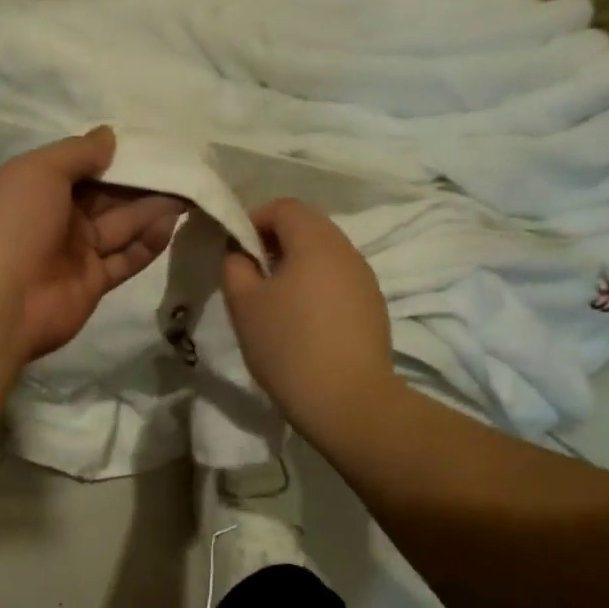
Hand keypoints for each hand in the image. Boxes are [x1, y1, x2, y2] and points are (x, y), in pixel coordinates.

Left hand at [0, 127, 185, 361]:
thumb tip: (109, 136)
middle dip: (139, 182)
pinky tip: (172, 223)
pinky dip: (147, 243)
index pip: (79, 168)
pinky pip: (125, 259)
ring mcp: (74, 253)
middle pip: (105, 197)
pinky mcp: (93, 283)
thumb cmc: (13, 223)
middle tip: (180, 166)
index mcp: (34, 188)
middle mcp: (55, 219)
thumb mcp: (39, 171)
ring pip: (119, 226)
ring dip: (151, 209)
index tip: (147, 143)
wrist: (0, 301)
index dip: (111, 157)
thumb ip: (77, 153)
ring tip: (188, 190)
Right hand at [221, 197, 399, 445]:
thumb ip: (235, 266)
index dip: (253, 219)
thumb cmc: (288, 346)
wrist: (347, 401)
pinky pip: (338, 283)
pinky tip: (302, 325)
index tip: (234, 250)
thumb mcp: (244, 304)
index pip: (284, 207)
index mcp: (316, 241)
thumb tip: (240, 253)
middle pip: (308, 228)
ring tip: (274, 303)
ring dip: (296, 268)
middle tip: (250, 276)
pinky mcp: (374, 308)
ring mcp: (365, 280)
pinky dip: (316, 289)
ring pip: (324, 257)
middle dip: (274, 243)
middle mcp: (347, 251)